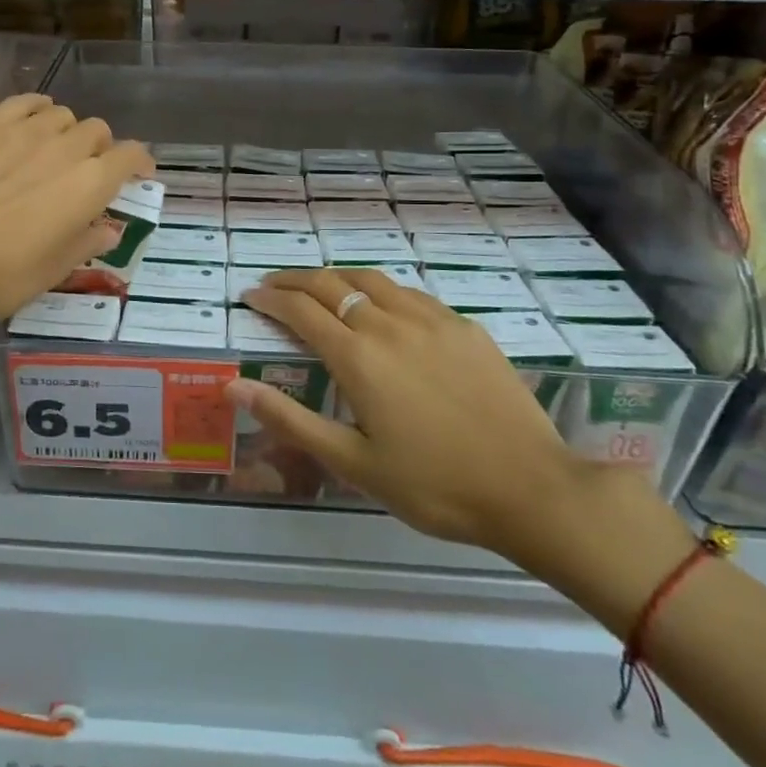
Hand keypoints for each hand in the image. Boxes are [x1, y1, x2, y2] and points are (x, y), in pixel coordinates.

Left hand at [0, 93, 151, 326]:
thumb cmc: (2, 273)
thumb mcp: (53, 271)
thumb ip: (86, 243)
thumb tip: (108, 230)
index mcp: (92, 183)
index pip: (131, 156)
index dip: (139, 163)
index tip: (137, 176)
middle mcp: (67, 147)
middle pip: (98, 130)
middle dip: (100, 148)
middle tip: (86, 172)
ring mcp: (26, 129)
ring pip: (62, 114)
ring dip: (66, 130)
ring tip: (52, 149)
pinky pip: (25, 102)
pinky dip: (36, 109)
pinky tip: (29, 120)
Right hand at [230, 269, 691, 598]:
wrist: (531, 489)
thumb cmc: (434, 485)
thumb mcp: (353, 463)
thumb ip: (290, 419)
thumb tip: (234, 387)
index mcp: (358, 357)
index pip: (300, 310)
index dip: (269, 299)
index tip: (249, 295)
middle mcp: (389, 324)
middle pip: (330, 284)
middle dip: (294, 280)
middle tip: (273, 285)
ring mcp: (431, 319)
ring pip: (371, 279)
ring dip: (336, 277)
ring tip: (319, 286)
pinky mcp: (464, 326)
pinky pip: (410, 293)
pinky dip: (380, 290)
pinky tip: (382, 305)